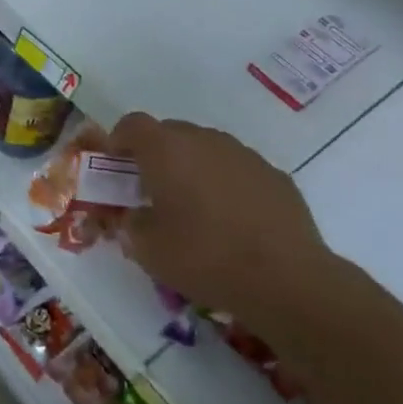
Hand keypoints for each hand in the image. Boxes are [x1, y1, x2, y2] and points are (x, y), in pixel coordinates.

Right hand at [110, 112, 328, 316]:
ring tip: (194, 209)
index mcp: (166, 150)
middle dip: (155, 156)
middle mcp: (204, 139)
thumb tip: (134, 215)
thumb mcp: (148, 249)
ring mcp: (243, 153)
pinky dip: (225, 183)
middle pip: (169, 133)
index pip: (132, 124)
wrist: (286, 279)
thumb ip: (130, 223)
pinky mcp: (273, 174)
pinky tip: (232, 220)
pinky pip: (236, 168)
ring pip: (205, 149)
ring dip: (192, 168)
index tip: (115, 168)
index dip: (118, 141)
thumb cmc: (205, 257)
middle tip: (152, 192)